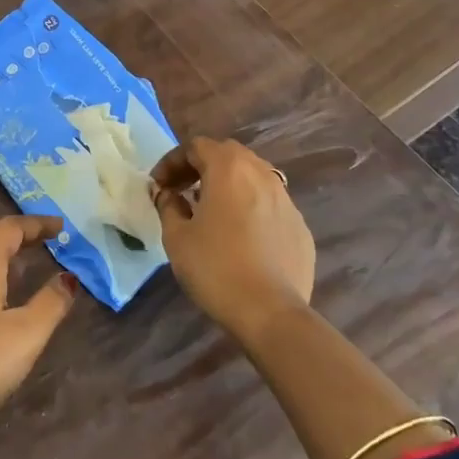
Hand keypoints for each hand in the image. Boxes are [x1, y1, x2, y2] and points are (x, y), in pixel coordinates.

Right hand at [150, 137, 316, 343]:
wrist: (270, 312)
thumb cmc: (215, 268)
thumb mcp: (176, 236)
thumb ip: (168, 205)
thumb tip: (166, 193)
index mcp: (229, 169)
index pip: (196, 146)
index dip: (171, 162)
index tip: (158, 186)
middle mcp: (261, 174)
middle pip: (228, 154)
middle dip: (200, 166)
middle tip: (181, 190)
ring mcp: (286, 200)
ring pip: (253, 176)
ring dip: (227, 184)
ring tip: (210, 209)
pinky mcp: (300, 226)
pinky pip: (269, 204)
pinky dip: (249, 206)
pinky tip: (239, 234)